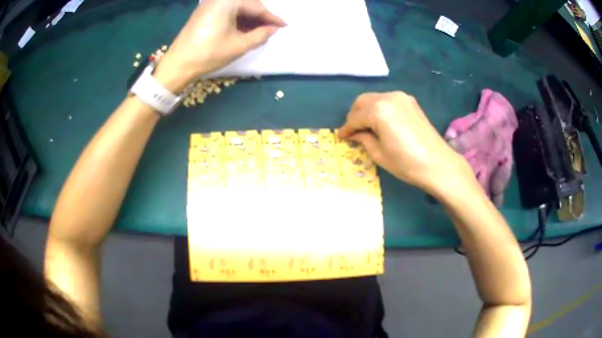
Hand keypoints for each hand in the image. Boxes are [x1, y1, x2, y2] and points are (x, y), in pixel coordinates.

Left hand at [154, 0, 285, 91]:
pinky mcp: (204, 11)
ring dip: (249, 18)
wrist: (178, 64)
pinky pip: (227, 10)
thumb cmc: (209, 54)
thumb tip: (273, 29)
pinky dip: (237, 18)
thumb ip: (260, 35)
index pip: (257, 7)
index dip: (272, 18)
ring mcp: (210, 3)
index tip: (284, 26)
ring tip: (259, 31)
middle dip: (260, 16)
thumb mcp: (238, 45)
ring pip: (237, 7)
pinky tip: (243, 29)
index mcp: (228, 1)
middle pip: (247, 4)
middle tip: (271, 29)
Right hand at [339, 92, 472, 193]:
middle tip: (353, 132)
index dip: (346, 128)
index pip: (355, 117)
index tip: (341, 137)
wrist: (438, 164)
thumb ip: (363, 139)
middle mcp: (389, 97)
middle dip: (354, 116)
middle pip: (362, 102)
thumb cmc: (407, 163)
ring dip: (367, 111)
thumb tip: (354, 134)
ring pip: (375, 99)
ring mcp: (401, 97)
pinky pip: (388, 101)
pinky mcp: (410, 102)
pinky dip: (380, 109)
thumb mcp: (379, 154)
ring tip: (366, 128)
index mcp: (379, 110)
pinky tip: (381, 123)